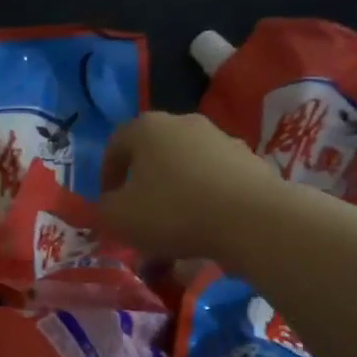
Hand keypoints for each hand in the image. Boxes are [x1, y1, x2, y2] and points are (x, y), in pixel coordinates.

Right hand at [96, 111, 282, 261]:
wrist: (252, 220)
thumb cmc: (172, 211)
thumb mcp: (118, 218)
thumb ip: (103, 210)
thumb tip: (108, 206)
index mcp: (148, 128)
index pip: (115, 144)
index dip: (106, 175)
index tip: (107, 203)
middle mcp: (185, 124)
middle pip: (153, 154)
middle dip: (142, 185)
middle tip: (138, 216)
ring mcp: (222, 140)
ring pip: (186, 169)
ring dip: (175, 195)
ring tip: (173, 232)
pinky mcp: (250, 163)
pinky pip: (215, 183)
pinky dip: (205, 202)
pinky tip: (204, 231)